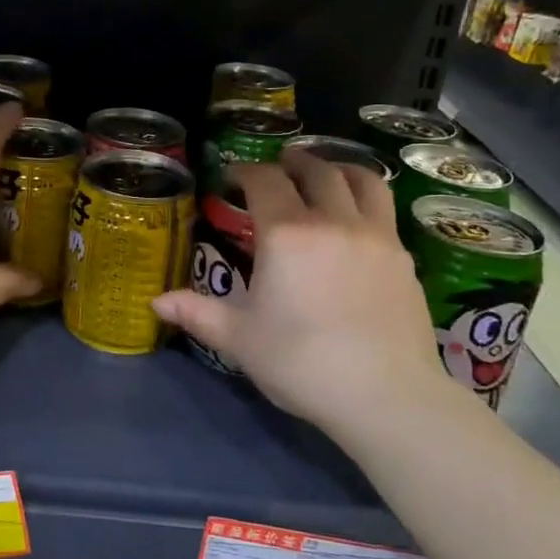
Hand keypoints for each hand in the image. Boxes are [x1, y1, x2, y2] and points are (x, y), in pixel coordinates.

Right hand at [152, 153, 443, 434]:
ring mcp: (374, 235)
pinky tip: (356, 219)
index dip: (245, 171)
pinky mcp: (403, 256)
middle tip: (280, 166)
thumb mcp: (240, 339)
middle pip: (315, 171)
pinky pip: (384, 209)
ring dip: (337, 169)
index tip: (232, 178)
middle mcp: (331, 221)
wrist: (386, 396)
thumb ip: (198, 313)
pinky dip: (365, 198)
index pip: (264, 180)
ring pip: (360, 180)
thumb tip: (157, 303)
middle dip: (293, 162)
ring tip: (326, 174)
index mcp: (285, 234)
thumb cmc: (302, 363)